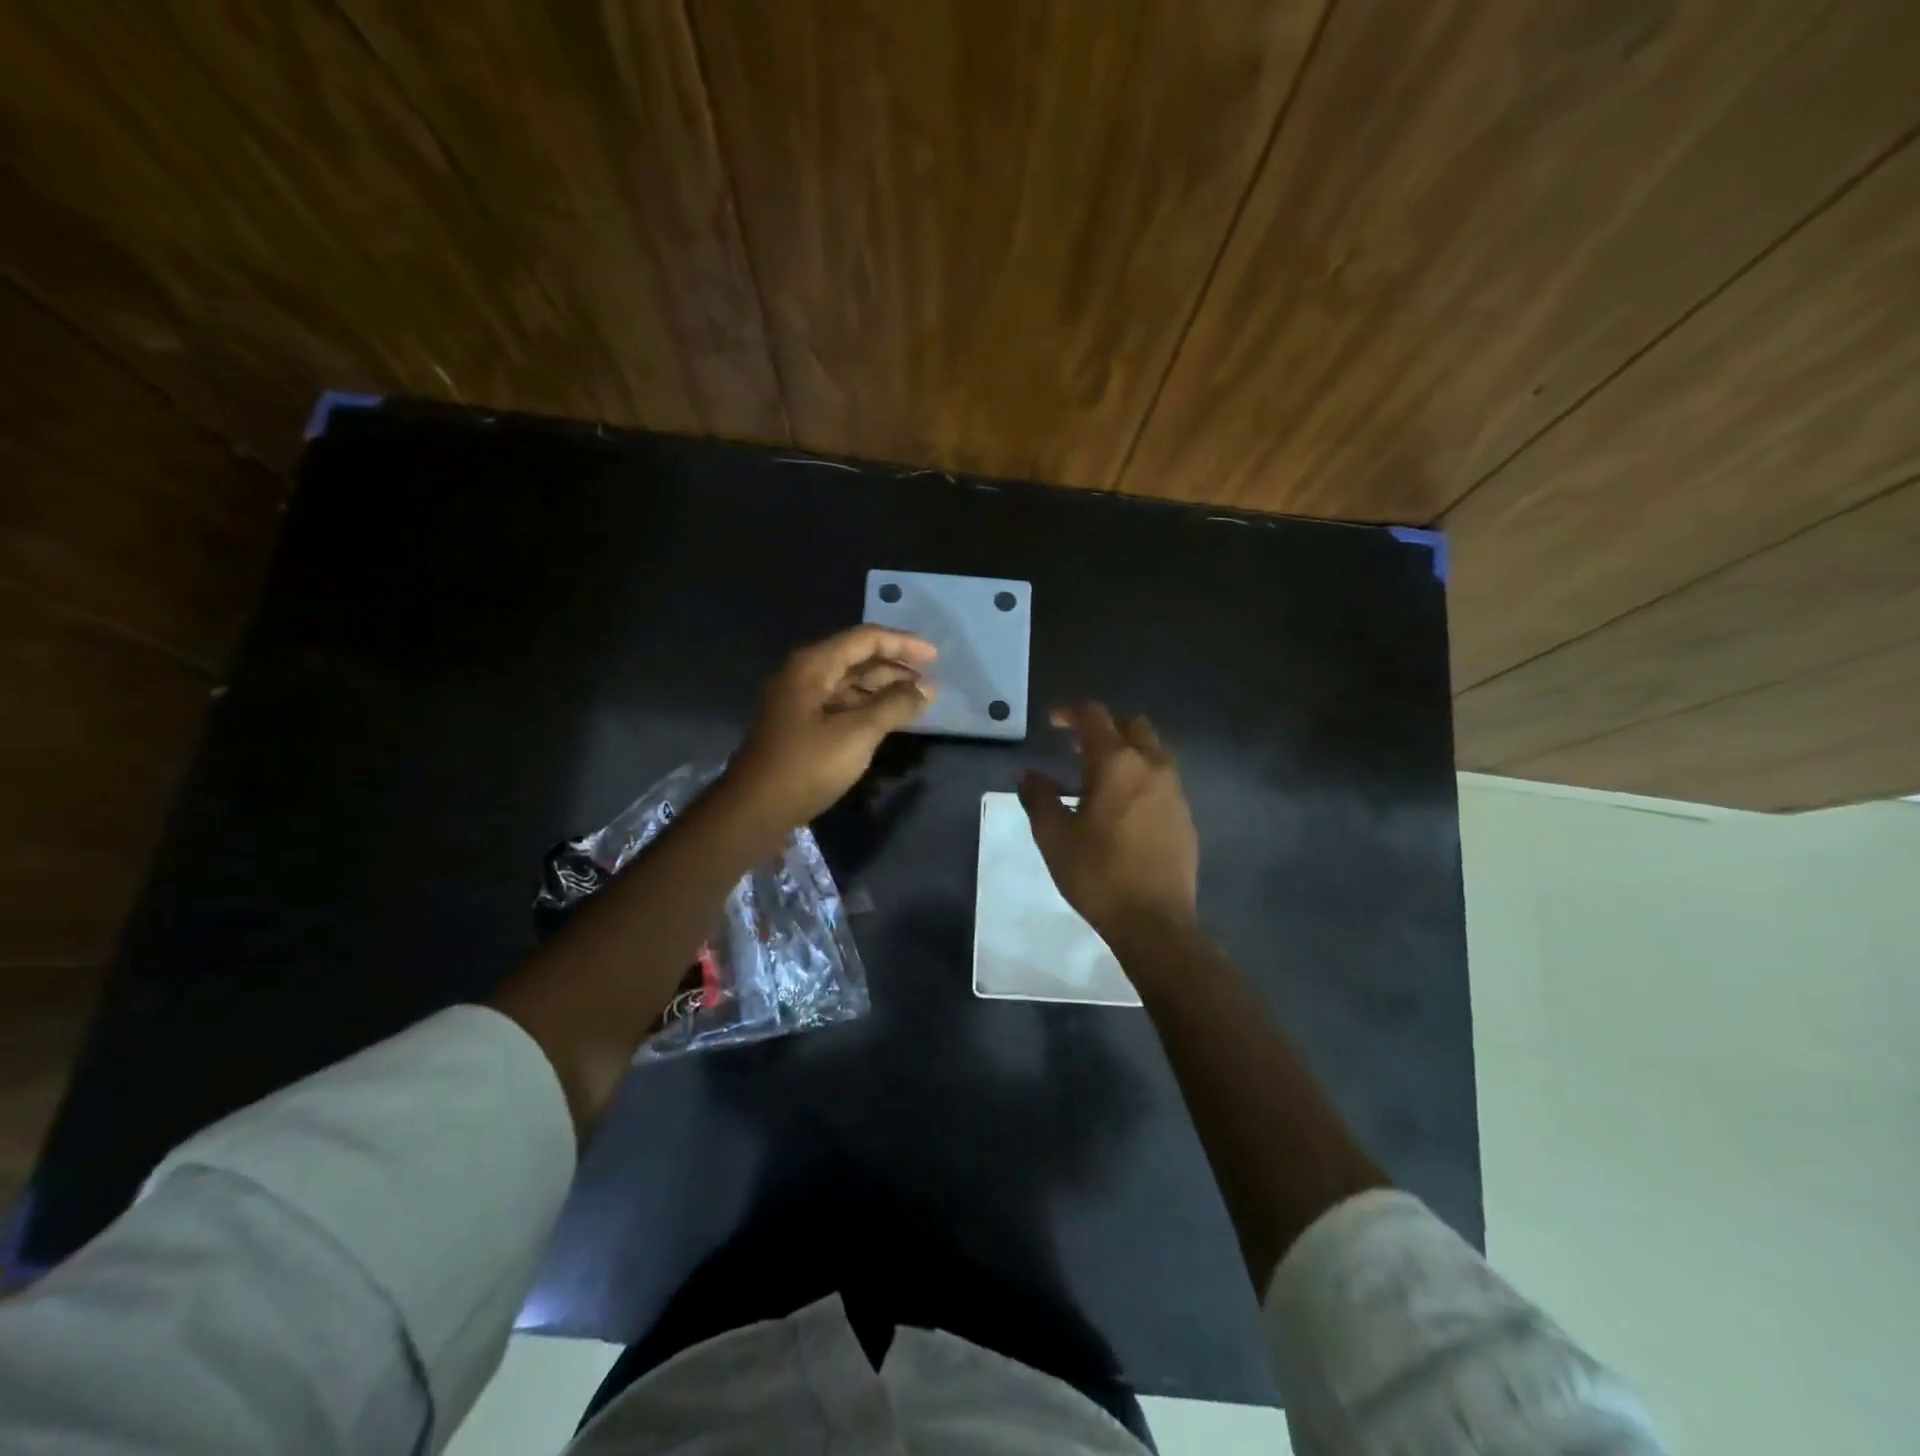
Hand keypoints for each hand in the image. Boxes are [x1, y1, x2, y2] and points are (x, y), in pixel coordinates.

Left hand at [723, 626, 937, 832]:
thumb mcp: (856, 734)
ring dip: (883, 689)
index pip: (865, 639)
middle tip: (930, 682)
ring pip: (849, 684)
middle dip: (895, 667)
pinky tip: (889, 720)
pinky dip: (867, 708)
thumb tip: (927, 689)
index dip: (903, 644)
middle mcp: (803, 675)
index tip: (936, 658)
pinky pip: (841, 705)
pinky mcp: (800, 727)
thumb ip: (894, 706)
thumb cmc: (806, 767)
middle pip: (856, 659)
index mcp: (812, 666)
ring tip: (917, 701)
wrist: (754, 811)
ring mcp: (799, 702)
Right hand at [1018, 703, 1198, 948]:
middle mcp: (1152, 765)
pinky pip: (1162, 779)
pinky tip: (1123, 808)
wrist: (1155, 921)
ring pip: (1152, 751)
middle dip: (1102, 728)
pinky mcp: (1185, 815)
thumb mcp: (1054, 836)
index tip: (1052, 722)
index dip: (1070, 712)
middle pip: (1131, 726)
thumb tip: (1028, 776)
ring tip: (1098, 779)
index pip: (1094, 716)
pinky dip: (1141, 777)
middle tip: (1076, 749)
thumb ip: (1039, 798)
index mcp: (1116, 763)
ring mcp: (1174, 790)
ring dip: (1125, 752)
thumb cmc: (1098, 873)